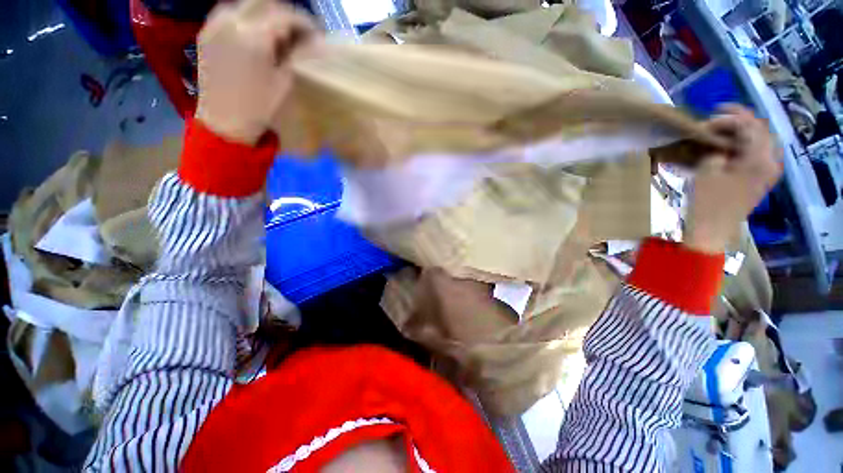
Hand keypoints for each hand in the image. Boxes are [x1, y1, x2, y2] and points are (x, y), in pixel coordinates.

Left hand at [195, 0, 321, 144]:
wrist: (223, 123)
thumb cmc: (258, 108)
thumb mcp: (284, 83)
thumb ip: (293, 56)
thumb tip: (307, 43)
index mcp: (255, 37)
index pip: (285, 16)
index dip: (304, 23)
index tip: (316, 34)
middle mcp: (232, 22)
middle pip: (264, 3)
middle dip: (286, 14)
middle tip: (299, 30)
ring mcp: (215, 25)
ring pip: (245, 4)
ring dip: (265, 13)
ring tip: (278, 30)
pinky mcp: (206, 33)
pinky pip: (229, 12)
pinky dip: (246, 17)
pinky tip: (255, 32)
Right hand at [685, 105, 781, 253]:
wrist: (714, 229)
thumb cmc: (707, 201)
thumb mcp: (707, 169)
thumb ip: (716, 147)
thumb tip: (716, 136)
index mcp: (760, 158)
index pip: (750, 125)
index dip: (729, 117)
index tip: (707, 116)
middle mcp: (771, 160)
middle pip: (760, 129)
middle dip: (738, 121)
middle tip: (715, 121)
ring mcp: (769, 170)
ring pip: (761, 139)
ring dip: (743, 132)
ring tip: (722, 131)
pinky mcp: (763, 178)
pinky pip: (760, 152)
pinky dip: (746, 144)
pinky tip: (732, 145)